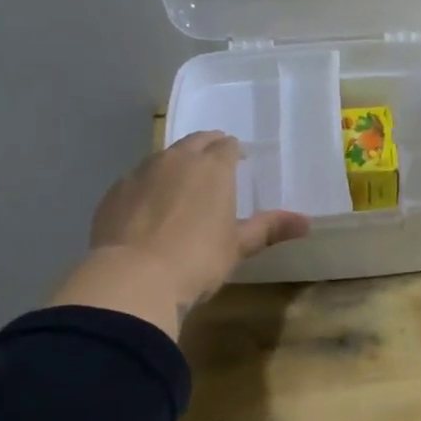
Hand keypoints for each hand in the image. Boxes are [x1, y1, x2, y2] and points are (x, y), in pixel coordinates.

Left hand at [51, 132, 309, 337]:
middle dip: (207, 148)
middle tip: (214, 164)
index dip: (234, 151)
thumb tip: (306, 222)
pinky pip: (137, 179)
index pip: (226, 145)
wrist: (133, 278)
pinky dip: (148, 186)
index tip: (239, 161)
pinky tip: (149, 209)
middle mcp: (176, 160)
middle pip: (195, 141)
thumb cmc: (197, 260)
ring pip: (163, 157)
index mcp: (212, 167)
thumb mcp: (237, 246)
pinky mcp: (114, 192)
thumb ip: (269, 228)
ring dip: (175, 165)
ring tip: (181, 186)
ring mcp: (141, 173)